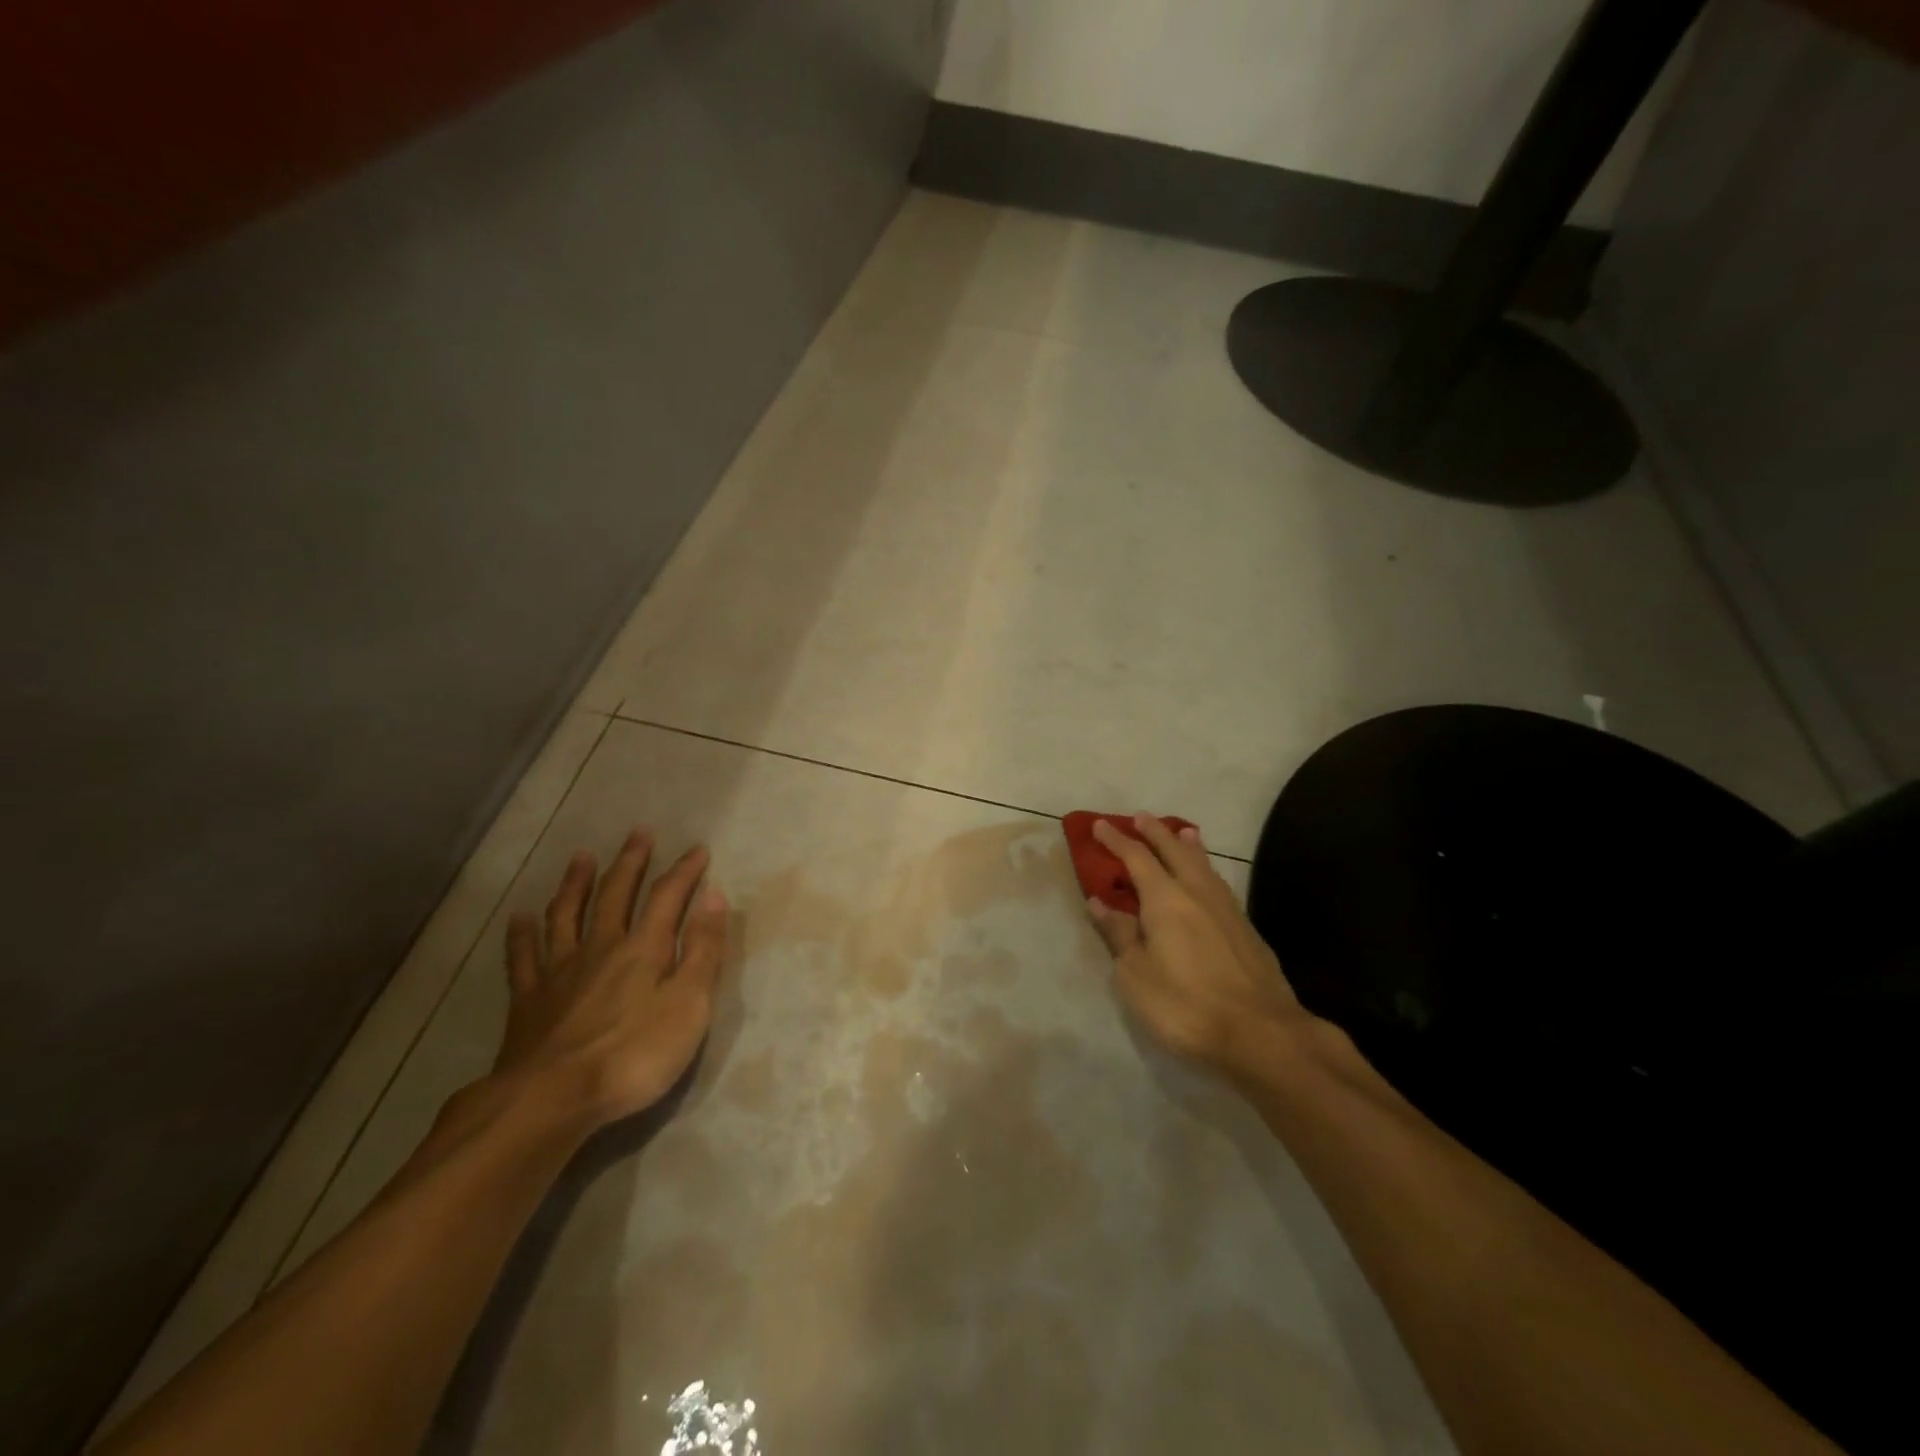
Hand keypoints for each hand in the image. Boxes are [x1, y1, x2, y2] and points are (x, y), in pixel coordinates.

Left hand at [489, 828, 728, 1128]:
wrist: (552, 1100)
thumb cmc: (634, 1055)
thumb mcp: (689, 1004)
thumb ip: (704, 949)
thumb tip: (714, 896)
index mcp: (643, 949)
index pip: (668, 897)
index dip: (684, 871)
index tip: (698, 849)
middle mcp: (601, 947)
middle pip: (616, 895)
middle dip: (631, 863)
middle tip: (639, 833)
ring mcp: (560, 972)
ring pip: (567, 915)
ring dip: (576, 884)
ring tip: (581, 857)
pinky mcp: (528, 1001)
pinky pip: (524, 958)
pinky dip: (522, 935)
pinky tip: (520, 918)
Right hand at [1085, 814, 1307, 1074]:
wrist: (1261, 1033)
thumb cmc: (1185, 1004)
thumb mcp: (1135, 975)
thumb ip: (1118, 934)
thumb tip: (1100, 901)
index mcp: (1165, 899)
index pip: (1136, 857)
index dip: (1116, 840)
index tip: (1100, 825)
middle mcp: (1197, 892)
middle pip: (1174, 851)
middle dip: (1155, 832)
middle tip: (1140, 817)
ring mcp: (1227, 909)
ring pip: (1203, 864)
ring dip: (1187, 845)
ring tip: (1182, 832)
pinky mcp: (1246, 929)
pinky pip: (1219, 883)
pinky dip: (1206, 869)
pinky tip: (1208, 879)